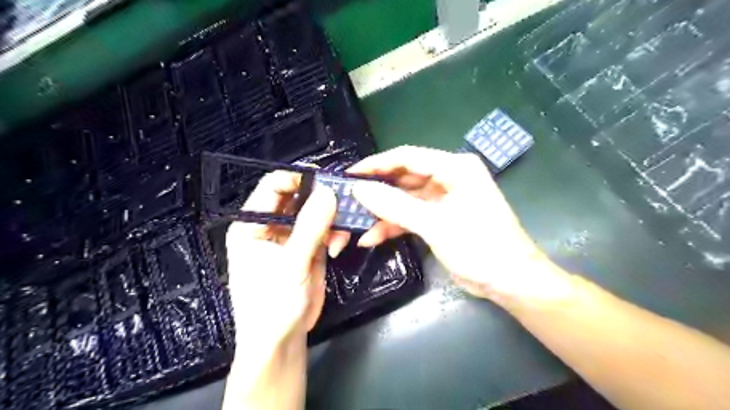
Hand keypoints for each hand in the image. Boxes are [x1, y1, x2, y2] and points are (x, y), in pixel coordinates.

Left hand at [224, 172, 337, 409]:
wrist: (282, 340)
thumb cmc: (273, 304)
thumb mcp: (291, 264)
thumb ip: (310, 226)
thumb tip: (328, 192)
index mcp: (252, 224)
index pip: (273, 187)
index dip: (298, 178)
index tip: (326, 178)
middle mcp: (271, 226)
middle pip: (298, 197)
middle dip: (321, 198)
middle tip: (344, 200)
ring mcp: (291, 237)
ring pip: (315, 213)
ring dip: (331, 218)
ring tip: (340, 233)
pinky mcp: (308, 249)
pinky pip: (324, 230)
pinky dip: (334, 234)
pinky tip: (337, 247)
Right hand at [351, 146, 573, 306]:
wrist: (510, 281)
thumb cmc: (479, 246)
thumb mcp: (434, 224)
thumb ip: (395, 206)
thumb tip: (359, 189)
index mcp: (455, 168)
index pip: (408, 157)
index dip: (377, 164)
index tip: (350, 174)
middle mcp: (449, 178)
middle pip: (404, 177)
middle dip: (377, 191)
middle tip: (349, 199)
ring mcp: (444, 199)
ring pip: (405, 199)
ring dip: (383, 212)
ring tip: (355, 223)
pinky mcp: (440, 218)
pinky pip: (411, 215)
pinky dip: (393, 225)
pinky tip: (373, 237)